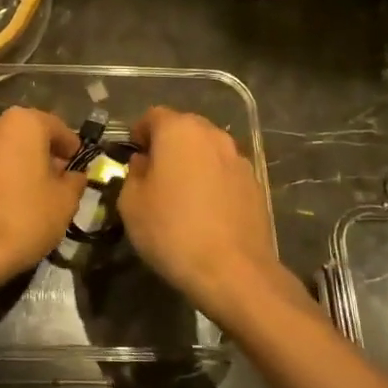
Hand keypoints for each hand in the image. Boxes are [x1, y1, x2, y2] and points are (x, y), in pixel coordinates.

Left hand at [0, 107, 86, 289]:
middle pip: (25, 136)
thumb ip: (74, 181)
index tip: (78, 167)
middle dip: (42, 155)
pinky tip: (4, 204)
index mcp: (22, 123)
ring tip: (30, 195)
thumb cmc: (26, 217)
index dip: (71, 147)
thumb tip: (73, 175)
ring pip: (1, 152)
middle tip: (56, 181)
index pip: (56, 127)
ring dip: (17, 166)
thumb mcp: (65, 201)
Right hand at [118, 107, 304, 328]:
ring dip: (192, 162)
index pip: (153, 116)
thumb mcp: (131, 203)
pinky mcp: (255, 184)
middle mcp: (212, 135)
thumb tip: (145, 163)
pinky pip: (225, 172)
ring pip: (207, 150)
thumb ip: (134, 173)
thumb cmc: (172, 231)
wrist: (233, 271)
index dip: (138, 132)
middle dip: (167, 144)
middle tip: (153, 173)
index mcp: (179, 131)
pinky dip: (212, 181)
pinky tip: (205, 210)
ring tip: (180, 193)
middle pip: (184, 128)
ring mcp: (239, 159)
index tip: (132, 154)